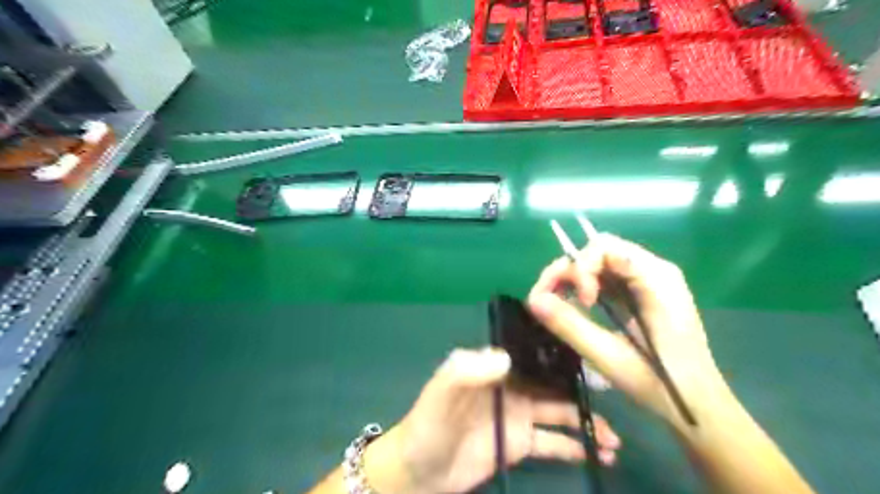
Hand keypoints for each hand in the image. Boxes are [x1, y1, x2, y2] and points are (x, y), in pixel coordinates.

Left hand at [360, 348, 620, 492]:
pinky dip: (576, 447)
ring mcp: (518, 416)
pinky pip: (553, 443)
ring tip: (615, 437)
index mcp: (495, 368)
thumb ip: (467, 370)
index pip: (533, 355)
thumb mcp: (442, 392)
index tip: (593, 359)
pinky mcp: (520, 444)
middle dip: (581, 390)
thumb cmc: (429, 424)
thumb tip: (507, 357)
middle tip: (616, 399)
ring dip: (586, 422)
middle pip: (553, 384)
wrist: (420, 470)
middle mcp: (512, 387)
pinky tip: (599, 454)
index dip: (561, 356)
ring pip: (559, 414)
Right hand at [524, 233, 733, 430]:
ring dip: (572, 278)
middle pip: (599, 251)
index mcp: (656, 279)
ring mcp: (648, 280)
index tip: (581, 303)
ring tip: (556, 303)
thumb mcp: (611, 358)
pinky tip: (576, 306)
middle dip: (569, 271)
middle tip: (550, 299)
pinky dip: (584, 287)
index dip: (581, 268)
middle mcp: (653, 270)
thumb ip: (571, 326)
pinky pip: (606, 277)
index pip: (605, 248)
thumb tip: (533, 300)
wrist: (699, 406)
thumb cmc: (662, 385)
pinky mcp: (641, 292)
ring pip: (598, 262)